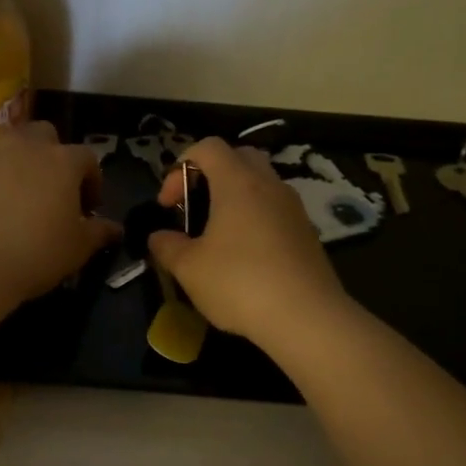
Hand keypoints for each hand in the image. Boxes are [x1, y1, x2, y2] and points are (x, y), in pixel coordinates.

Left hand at [0, 122, 120, 304]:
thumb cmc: (35, 254)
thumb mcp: (77, 249)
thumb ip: (98, 233)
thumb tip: (115, 229)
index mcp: (60, 160)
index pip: (86, 159)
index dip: (90, 181)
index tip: (87, 207)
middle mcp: (20, 145)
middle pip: (41, 135)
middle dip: (46, 156)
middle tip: (45, 189)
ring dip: (6, 166)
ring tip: (4, 199)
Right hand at [147, 136, 349, 345]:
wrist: (307, 318)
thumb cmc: (239, 283)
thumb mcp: (189, 268)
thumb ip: (167, 247)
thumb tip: (158, 237)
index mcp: (238, 182)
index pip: (207, 147)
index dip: (180, 167)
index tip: (168, 204)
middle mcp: (269, 185)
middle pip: (238, 157)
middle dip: (210, 175)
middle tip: (194, 208)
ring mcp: (293, 208)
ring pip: (261, 183)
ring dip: (235, 197)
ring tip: (217, 234)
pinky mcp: (307, 233)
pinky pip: (275, 209)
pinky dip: (255, 218)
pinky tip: (244, 256)